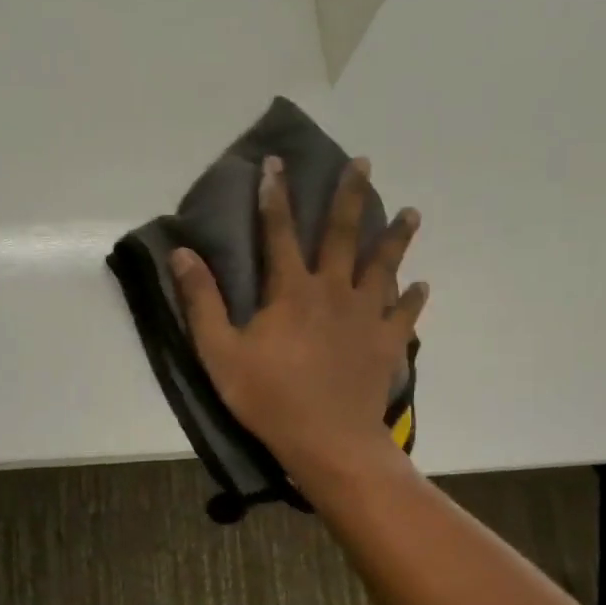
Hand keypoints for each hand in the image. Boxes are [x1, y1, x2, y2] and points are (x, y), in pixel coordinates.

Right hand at [171, 154, 426, 482]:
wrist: (328, 441)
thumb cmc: (268, 398)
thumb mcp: (220, 353)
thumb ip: (202, 302)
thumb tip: (183, 254)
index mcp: (291, 291)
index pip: (279, 232)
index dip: (275, 196)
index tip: (276, 162)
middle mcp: (333, 291)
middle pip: (344, 235)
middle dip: (351, 197)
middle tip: (363, 163)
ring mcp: (366, 317)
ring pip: (384, 267)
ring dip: (396, 238)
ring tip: (412, 211)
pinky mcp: (387, 344)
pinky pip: (405, 314)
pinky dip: (414, 299)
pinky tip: (422, 286)